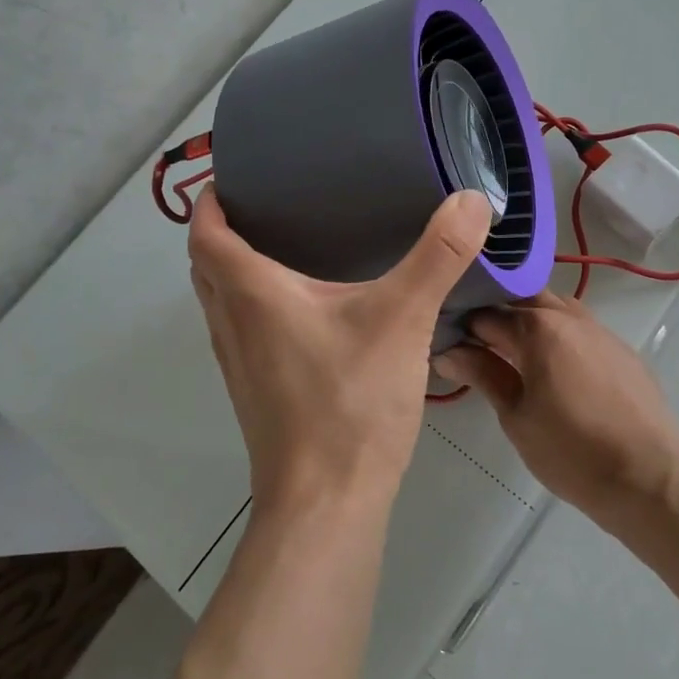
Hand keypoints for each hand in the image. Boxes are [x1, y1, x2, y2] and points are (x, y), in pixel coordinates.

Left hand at [188, 185, 494, 512]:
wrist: (326, 504)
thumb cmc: (350, 401)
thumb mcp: (403, 318)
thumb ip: (439, 255)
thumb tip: (472, 197)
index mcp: (251, 294)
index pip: (206, 233)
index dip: (210, 200)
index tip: (235, 175)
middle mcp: (232, 324)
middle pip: (207, 265)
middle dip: (224, 230)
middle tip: (268, 203)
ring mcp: (239, 364)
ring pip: (222, 302)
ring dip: (237, 270)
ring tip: (287, 246)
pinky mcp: (257, 392)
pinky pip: (243, 331)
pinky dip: (256, 306)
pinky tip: (308, 311)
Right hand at [431, 292, 678, 525]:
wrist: (650, 476)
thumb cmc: (573, 451)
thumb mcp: (516, 417)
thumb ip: (484, 374)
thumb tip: (448, 351)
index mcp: (538, 328)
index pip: (485, 313)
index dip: (461, 324)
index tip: (444, 338)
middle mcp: (568, 316)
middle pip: (522, 296)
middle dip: (495, 311)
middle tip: (475, 342)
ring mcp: (599, 329)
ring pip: (553, 306)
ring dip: (528, 318)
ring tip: (510, 351)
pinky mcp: (620, 348)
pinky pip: (579, 326)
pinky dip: (557, 333)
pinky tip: (552, 365)